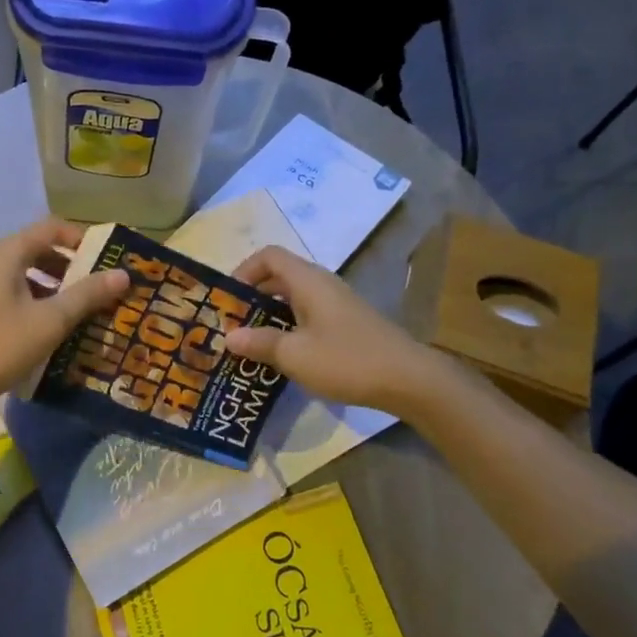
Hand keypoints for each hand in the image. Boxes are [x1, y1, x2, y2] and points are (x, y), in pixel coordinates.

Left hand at [0, 218, 130, 416]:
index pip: (51, 228)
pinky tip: (49, 331)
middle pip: (37, 250)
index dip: (82, 239)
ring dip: (54, 289)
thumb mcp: (48, 321)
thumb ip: (86, 295)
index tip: (107, 261)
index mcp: (6, 253)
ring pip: (24, 275)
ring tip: (80, 312)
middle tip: (99, 289)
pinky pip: (11, 295)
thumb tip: (123, 274)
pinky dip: (34, 304)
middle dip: (71, 267)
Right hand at [225, 247, 439, 416]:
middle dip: (252, 297)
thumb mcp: (295, 355)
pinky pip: (308, 316)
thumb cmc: (346, 360)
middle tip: (231, 323)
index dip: (244, 270)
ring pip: (294, 299)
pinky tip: (283, 356)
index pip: (269, 256)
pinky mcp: (347, 325)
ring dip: (270, 315)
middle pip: (279, 277)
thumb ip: (259, 343)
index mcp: (308, 281)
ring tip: (250, 342)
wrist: (409, 380)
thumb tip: (228, 337)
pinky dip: (289, 327)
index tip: (227, 299)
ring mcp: (337, 305)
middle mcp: (322, 285)